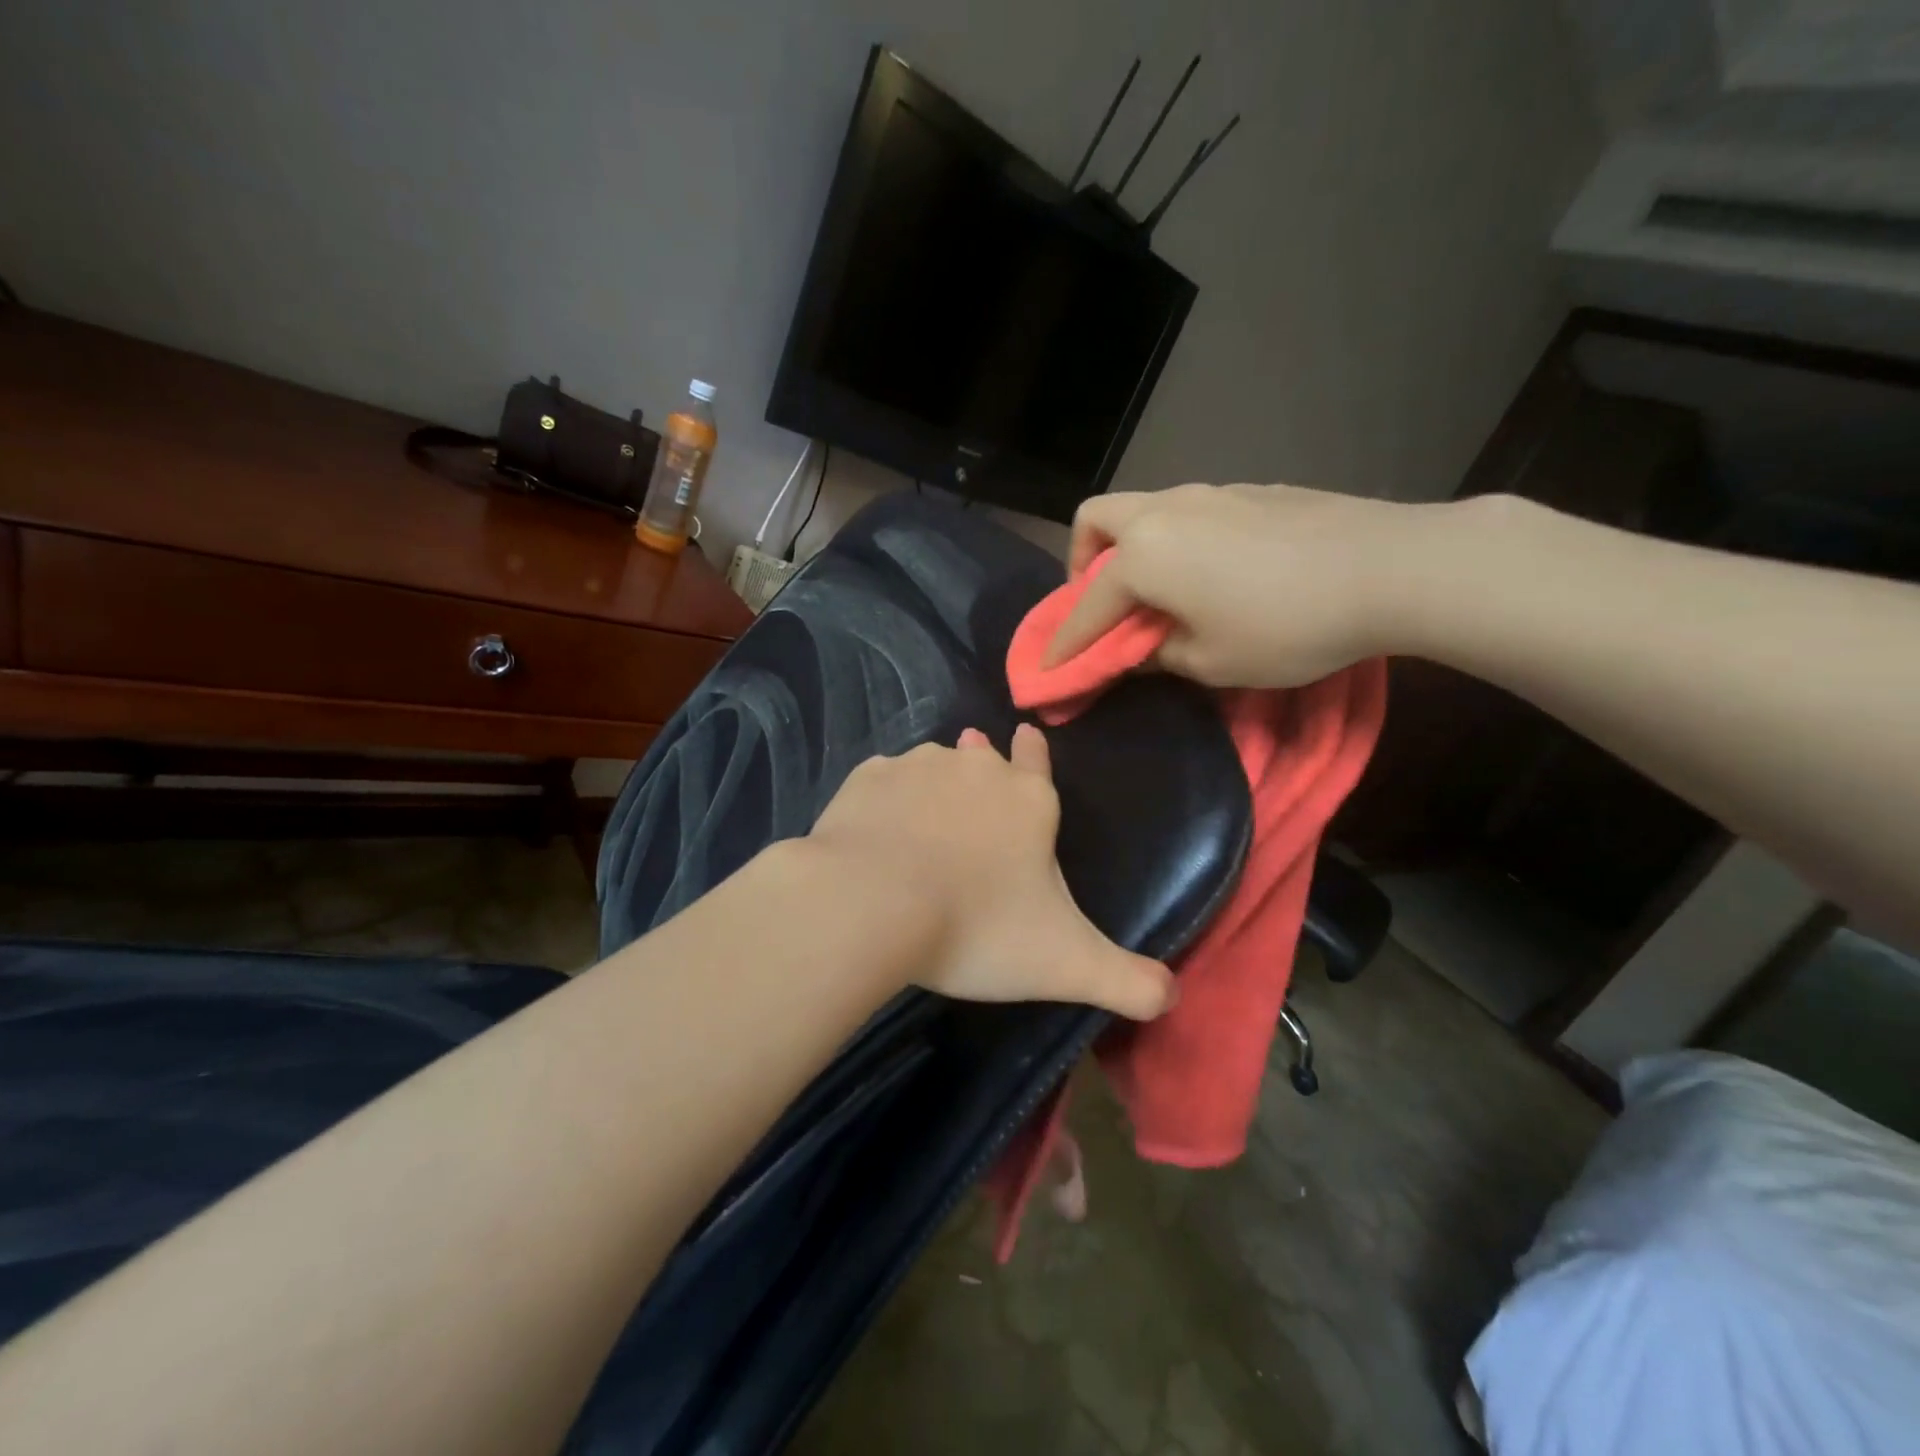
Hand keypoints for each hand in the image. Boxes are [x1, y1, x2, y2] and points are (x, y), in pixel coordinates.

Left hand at [805, 725, 1175, 1020]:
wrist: (874, 905)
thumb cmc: (978, 929)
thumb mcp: (1067, 965)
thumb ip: (1127, 981)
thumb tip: (1171, 995)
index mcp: (1028, 802)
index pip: (1037, 764)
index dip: (1032, 754)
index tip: (1024, 734)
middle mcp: (976, 770)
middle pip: (983, 763)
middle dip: (981, 773)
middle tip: (970, 795)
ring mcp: (918, 768)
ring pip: (933, 768)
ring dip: (933, 786)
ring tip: (923, 817)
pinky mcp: (868, 780)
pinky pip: (883, 783)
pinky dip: (885, 802)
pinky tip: (877, 828)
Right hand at [1049, 482, 1434, 687]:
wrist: (1391, 568)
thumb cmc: (1286, 626)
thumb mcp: (1210, 662)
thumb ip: (1156, 655)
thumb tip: (1135, 650)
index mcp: (1144, 555)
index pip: (1086, 606)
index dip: (1065, 643)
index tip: (1048, 669)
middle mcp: (1165, 511)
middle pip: (1096, 521)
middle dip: (1082, 563)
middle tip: (1102, 603)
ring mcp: (1210, 492)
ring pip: (1144, 509)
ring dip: (1132, 549)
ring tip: (1160, 591)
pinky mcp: (1250, 490)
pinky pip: (1190, 512)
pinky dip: (1177, 541)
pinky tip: (1214, 573)